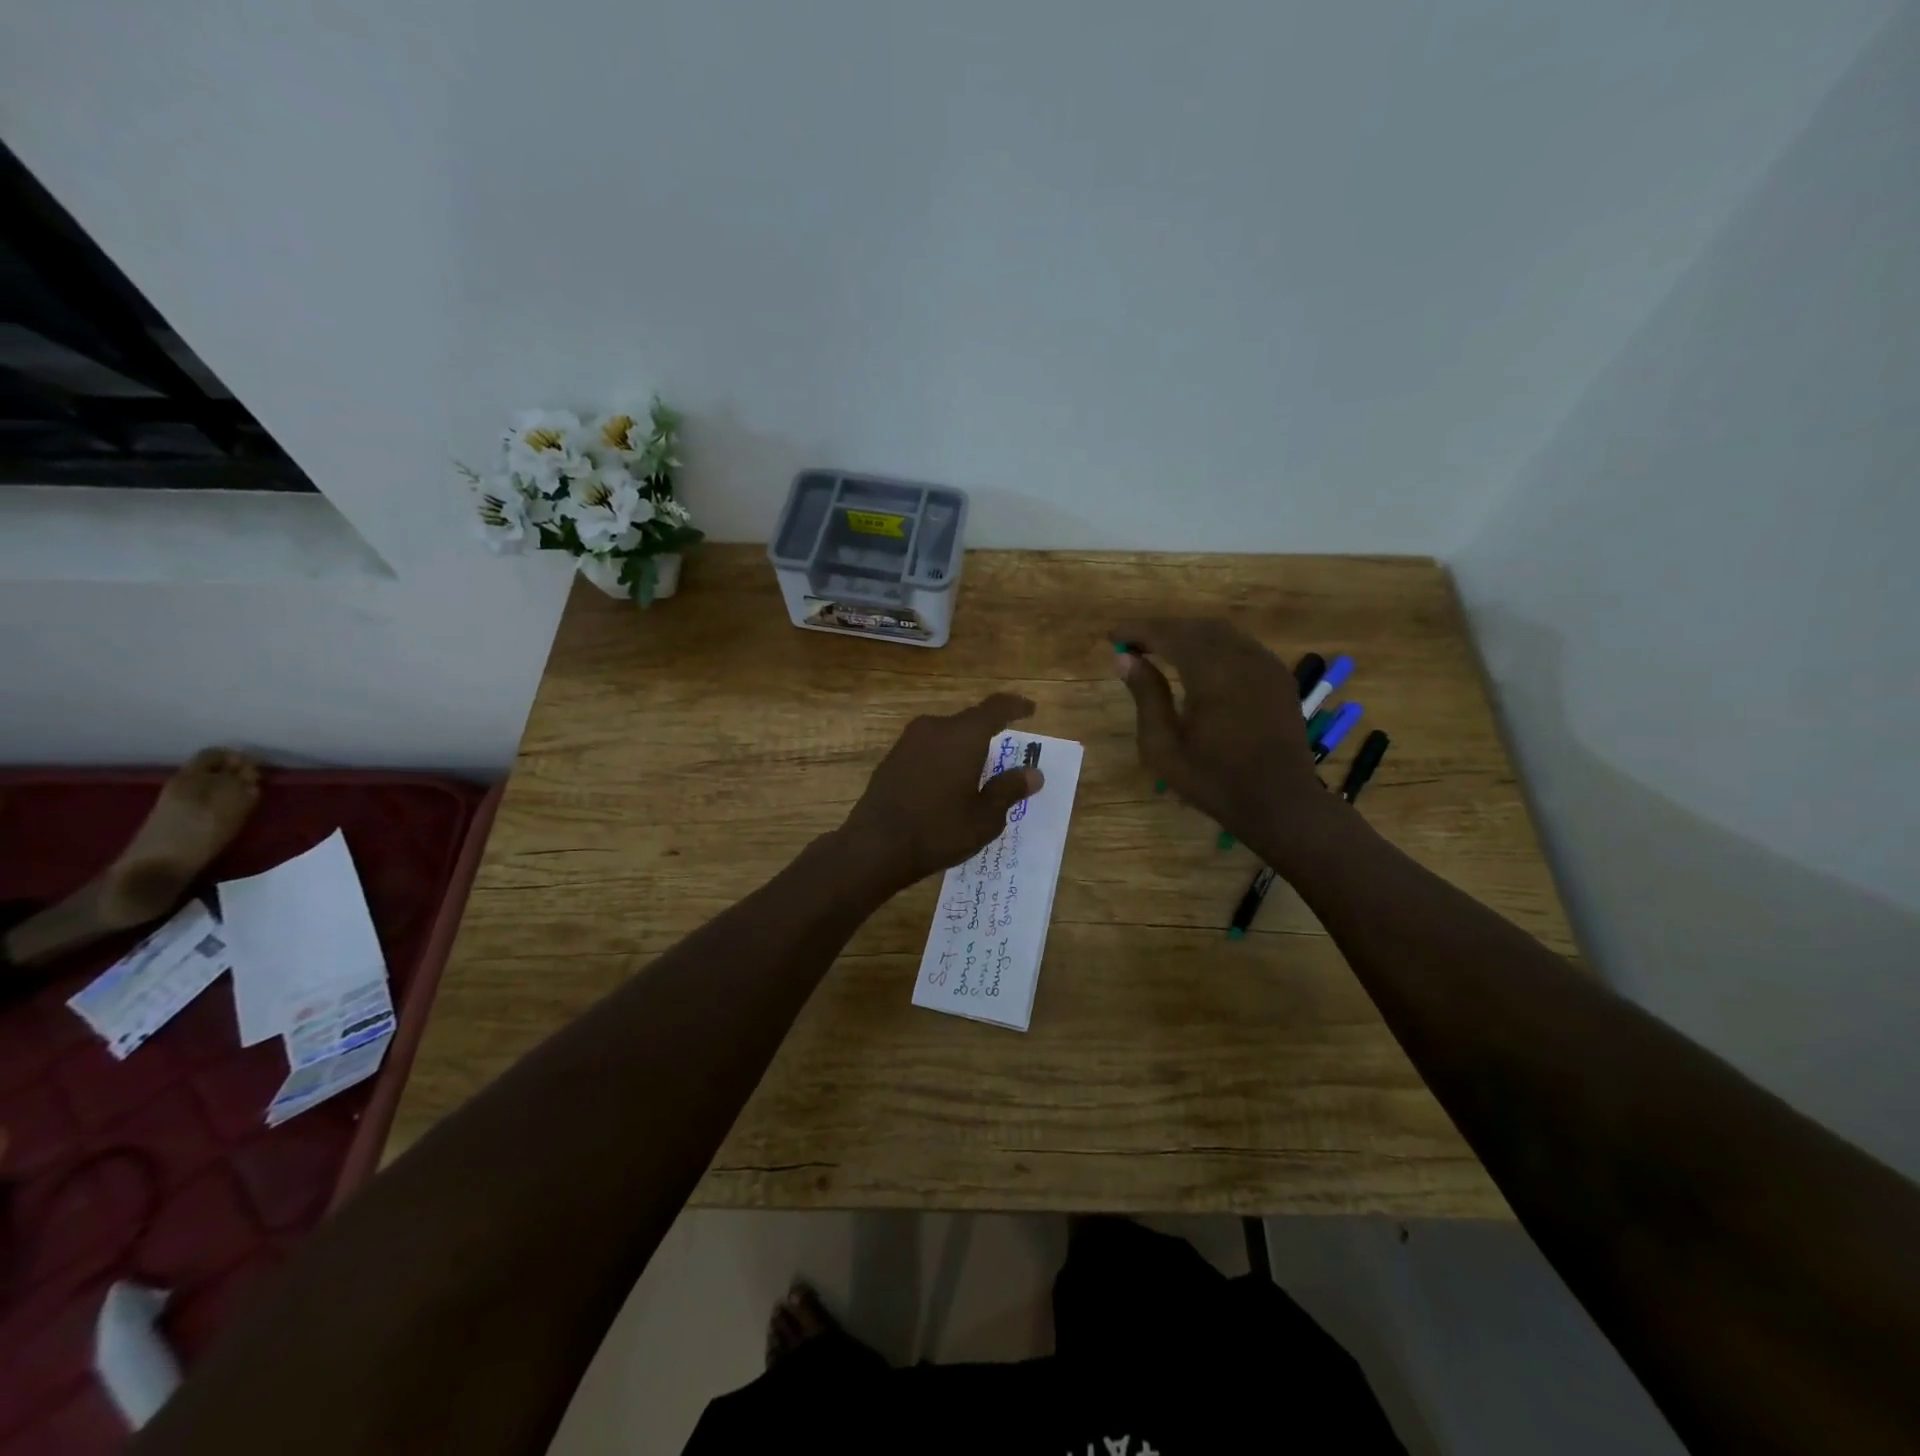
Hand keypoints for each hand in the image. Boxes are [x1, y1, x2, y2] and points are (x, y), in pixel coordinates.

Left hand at [838, 693, 1043, 895]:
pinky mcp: (892, 758)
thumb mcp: (985, 817)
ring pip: (946, 735)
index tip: (1030, 710)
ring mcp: (909, 741)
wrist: (875, 846)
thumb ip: (1009, 789)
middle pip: (969, 721)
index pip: (996, 708)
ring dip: (964, 747)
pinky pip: (928, 749)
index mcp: (964, 735)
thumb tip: (1033, 773)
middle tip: (1004, 754)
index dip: (1016, 707)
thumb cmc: (939, 830)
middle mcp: (935, 728)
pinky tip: (946, 784)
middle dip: (989, 734)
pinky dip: (943, 758)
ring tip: (976, 772)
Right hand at [1109, 619, 1326, 852]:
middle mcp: (1242, 658)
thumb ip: (1145, 696)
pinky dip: (1213, 644)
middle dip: (1161, 629)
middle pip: (1195, 626)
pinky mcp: (1278, 676)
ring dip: (1187, 634)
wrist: (1280, 803)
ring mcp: (1266, 664)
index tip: (1112, 635)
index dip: (1137, 630)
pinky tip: (1198, 662)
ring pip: (1221, 632)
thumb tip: (1124, 658)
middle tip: (1131, 643)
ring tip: (1159, 649)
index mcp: (1212, 673)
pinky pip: (1241, 645)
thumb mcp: (1164, 747)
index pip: (1168, 634)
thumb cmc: (1214, 780)